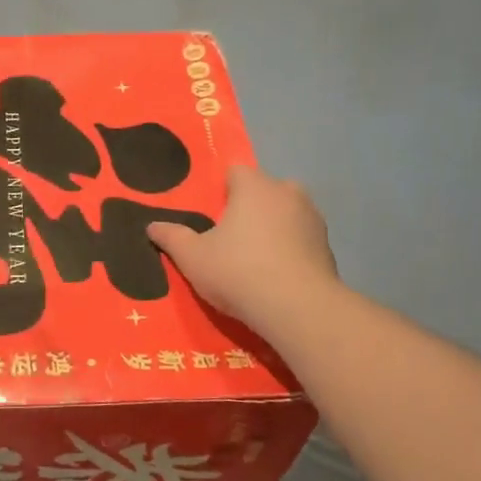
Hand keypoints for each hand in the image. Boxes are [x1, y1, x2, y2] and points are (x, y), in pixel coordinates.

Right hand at [147, 165, 336, 333]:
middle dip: (250, 207)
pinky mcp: (328, 246)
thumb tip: (152, 226)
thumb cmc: (239, 271)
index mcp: (254, 186)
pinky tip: (277, 275)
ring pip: (286, 213)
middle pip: (264, 190)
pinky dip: (291, 249)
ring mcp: (313, 218)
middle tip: (231, 237)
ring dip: (273, 227)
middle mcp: (287, 192)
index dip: (222, 190)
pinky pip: (301, 239)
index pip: (235, 171)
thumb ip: (172, 238)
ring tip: (255, 258)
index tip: (211, 215)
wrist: (298, 309)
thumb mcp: (193, 258)